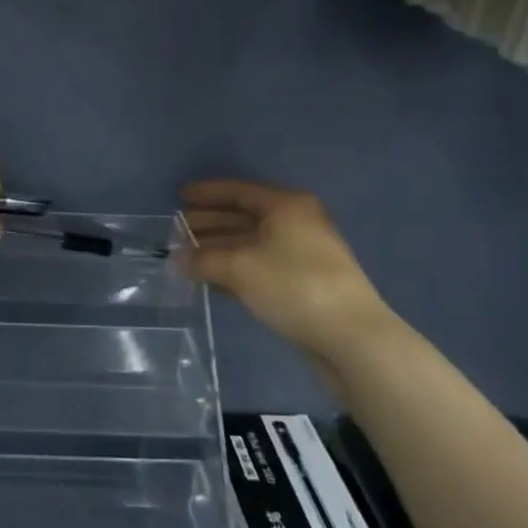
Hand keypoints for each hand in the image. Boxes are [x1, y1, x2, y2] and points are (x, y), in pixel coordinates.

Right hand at [182, 179, 392, 364]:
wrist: (350, 336)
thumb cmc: (293, 286)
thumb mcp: (240, 268)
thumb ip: (203, 259)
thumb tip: (177, 259)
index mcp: (286, 206)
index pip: (240, 191)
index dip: (208, 193)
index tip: (180, 197)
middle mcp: (296, 223)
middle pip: (244, 217)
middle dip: (210, 224)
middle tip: (177, 231)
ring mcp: (302, 254)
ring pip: (251, 244)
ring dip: (219, 250)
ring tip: (186, 259)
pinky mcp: (303, 283)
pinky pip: (260, 267)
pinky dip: (235, 270)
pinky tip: (211, 281)